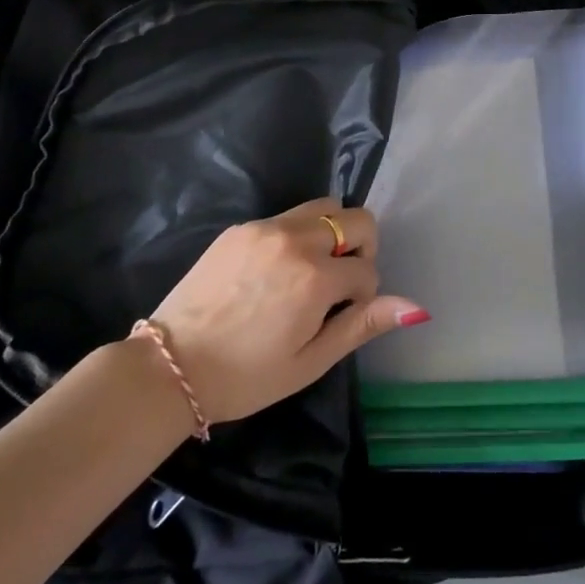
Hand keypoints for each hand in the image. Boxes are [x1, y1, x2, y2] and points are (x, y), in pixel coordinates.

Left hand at [149, 198, 427, 423]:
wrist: (169, 366)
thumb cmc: (245, 376)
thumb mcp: (309, 361)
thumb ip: (362, 325)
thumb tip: (416, 306)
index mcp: (316, 277)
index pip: (368, 267)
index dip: (364, 294)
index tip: (342, 315)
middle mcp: (296, 240)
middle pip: (356, 218)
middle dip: (360, 247)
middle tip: (338, 283)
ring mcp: (265, 227)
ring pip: (323, 207)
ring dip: (331, 233)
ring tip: (310, 271)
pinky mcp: (241, 227)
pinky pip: (287, 216)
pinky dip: (297, 235)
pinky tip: (274, 271)